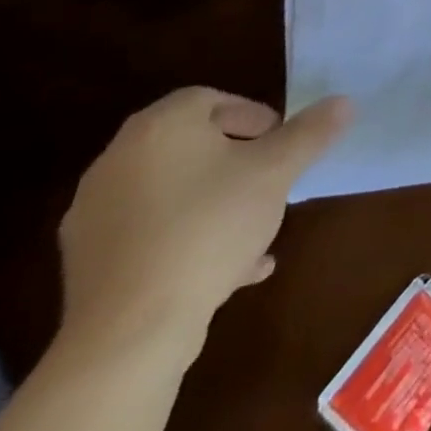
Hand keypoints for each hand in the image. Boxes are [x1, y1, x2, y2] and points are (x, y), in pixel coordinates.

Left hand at [58, 88, 350, 357]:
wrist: (131, 332)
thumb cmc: (210, 228)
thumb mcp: (276, 172)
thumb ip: (311, 132)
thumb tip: (342, 102)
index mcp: (158, 128)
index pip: (209, 99)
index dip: (251, 115)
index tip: (279, 142)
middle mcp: (118, 161)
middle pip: (191, 145)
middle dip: (238, 160)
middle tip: (271, 180)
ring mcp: (96, 214)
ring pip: (173, 192)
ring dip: (216, 202)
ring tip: (256, 230)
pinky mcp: (88, 262)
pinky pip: (152, 234)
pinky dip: (189, 239)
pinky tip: (230, 269)